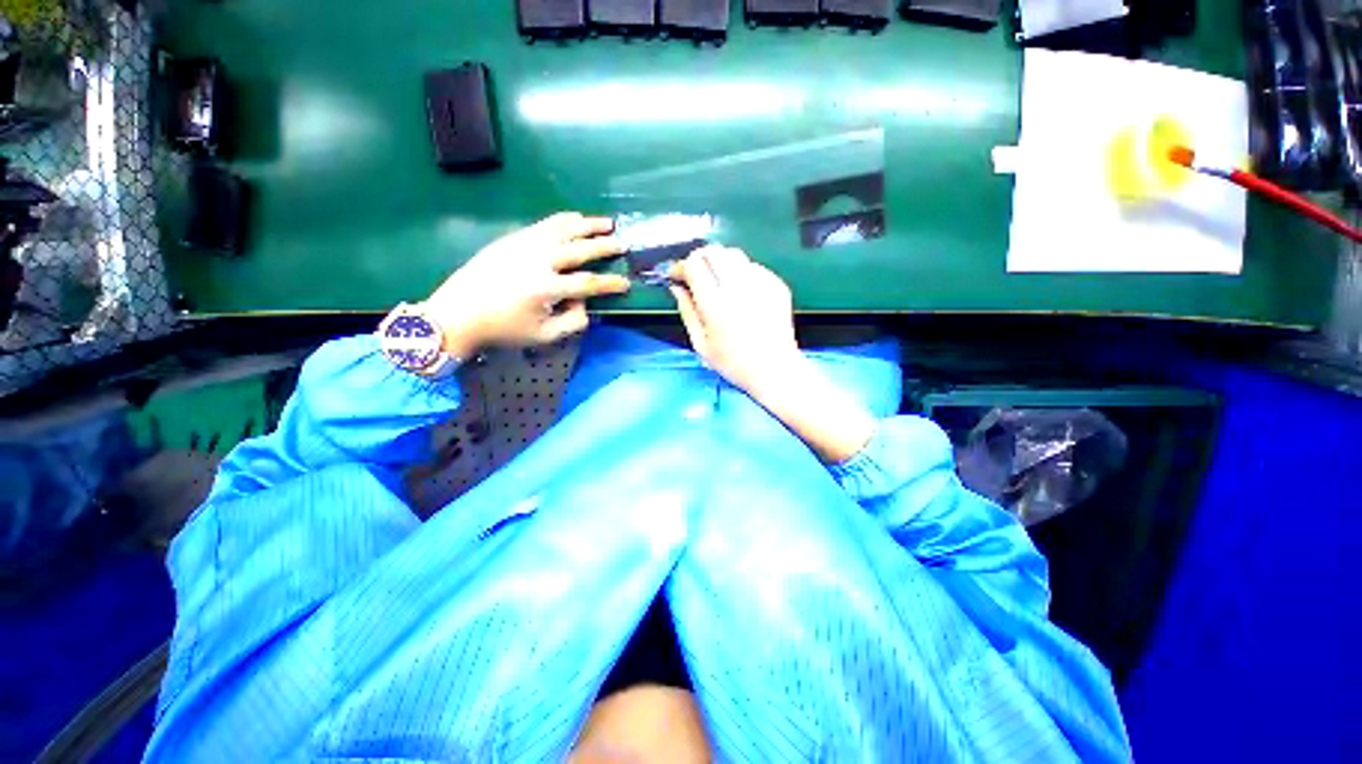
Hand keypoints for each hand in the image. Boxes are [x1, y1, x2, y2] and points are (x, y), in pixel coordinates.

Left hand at [424, 212, 630, 358]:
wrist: (458, 313)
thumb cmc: (503, 329)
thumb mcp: (542, 336)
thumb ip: (572, 322)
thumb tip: (586, 304)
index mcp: (546, 288)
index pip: (588, 284)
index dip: (610, 284)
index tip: (627, 283)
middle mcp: (538, 261)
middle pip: (579, 249)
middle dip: (605, 246)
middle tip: (623, 243)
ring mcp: (524, 245)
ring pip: (563, 229)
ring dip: (588, 225)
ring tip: (607, 222)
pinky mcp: (513, 238)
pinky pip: (544, 224)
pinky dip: (564, 220)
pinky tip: (575, 217)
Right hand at [670, 245, 875, 462]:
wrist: (774, 369)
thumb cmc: (733, 362)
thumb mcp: (701, 343)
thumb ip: (687, 311)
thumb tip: (676, 287)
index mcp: (716, 304)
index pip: (694, 266)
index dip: (681, 266)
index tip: (676, 274)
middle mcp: (739, 287)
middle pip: (714, 251)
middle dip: (699, 258)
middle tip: (693, 272)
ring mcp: (761, 283)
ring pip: (734, 254)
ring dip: (719, 262)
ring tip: (716, 280)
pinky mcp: (776, 285)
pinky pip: (753, 267)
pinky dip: (740, 272)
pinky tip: (739, 291)